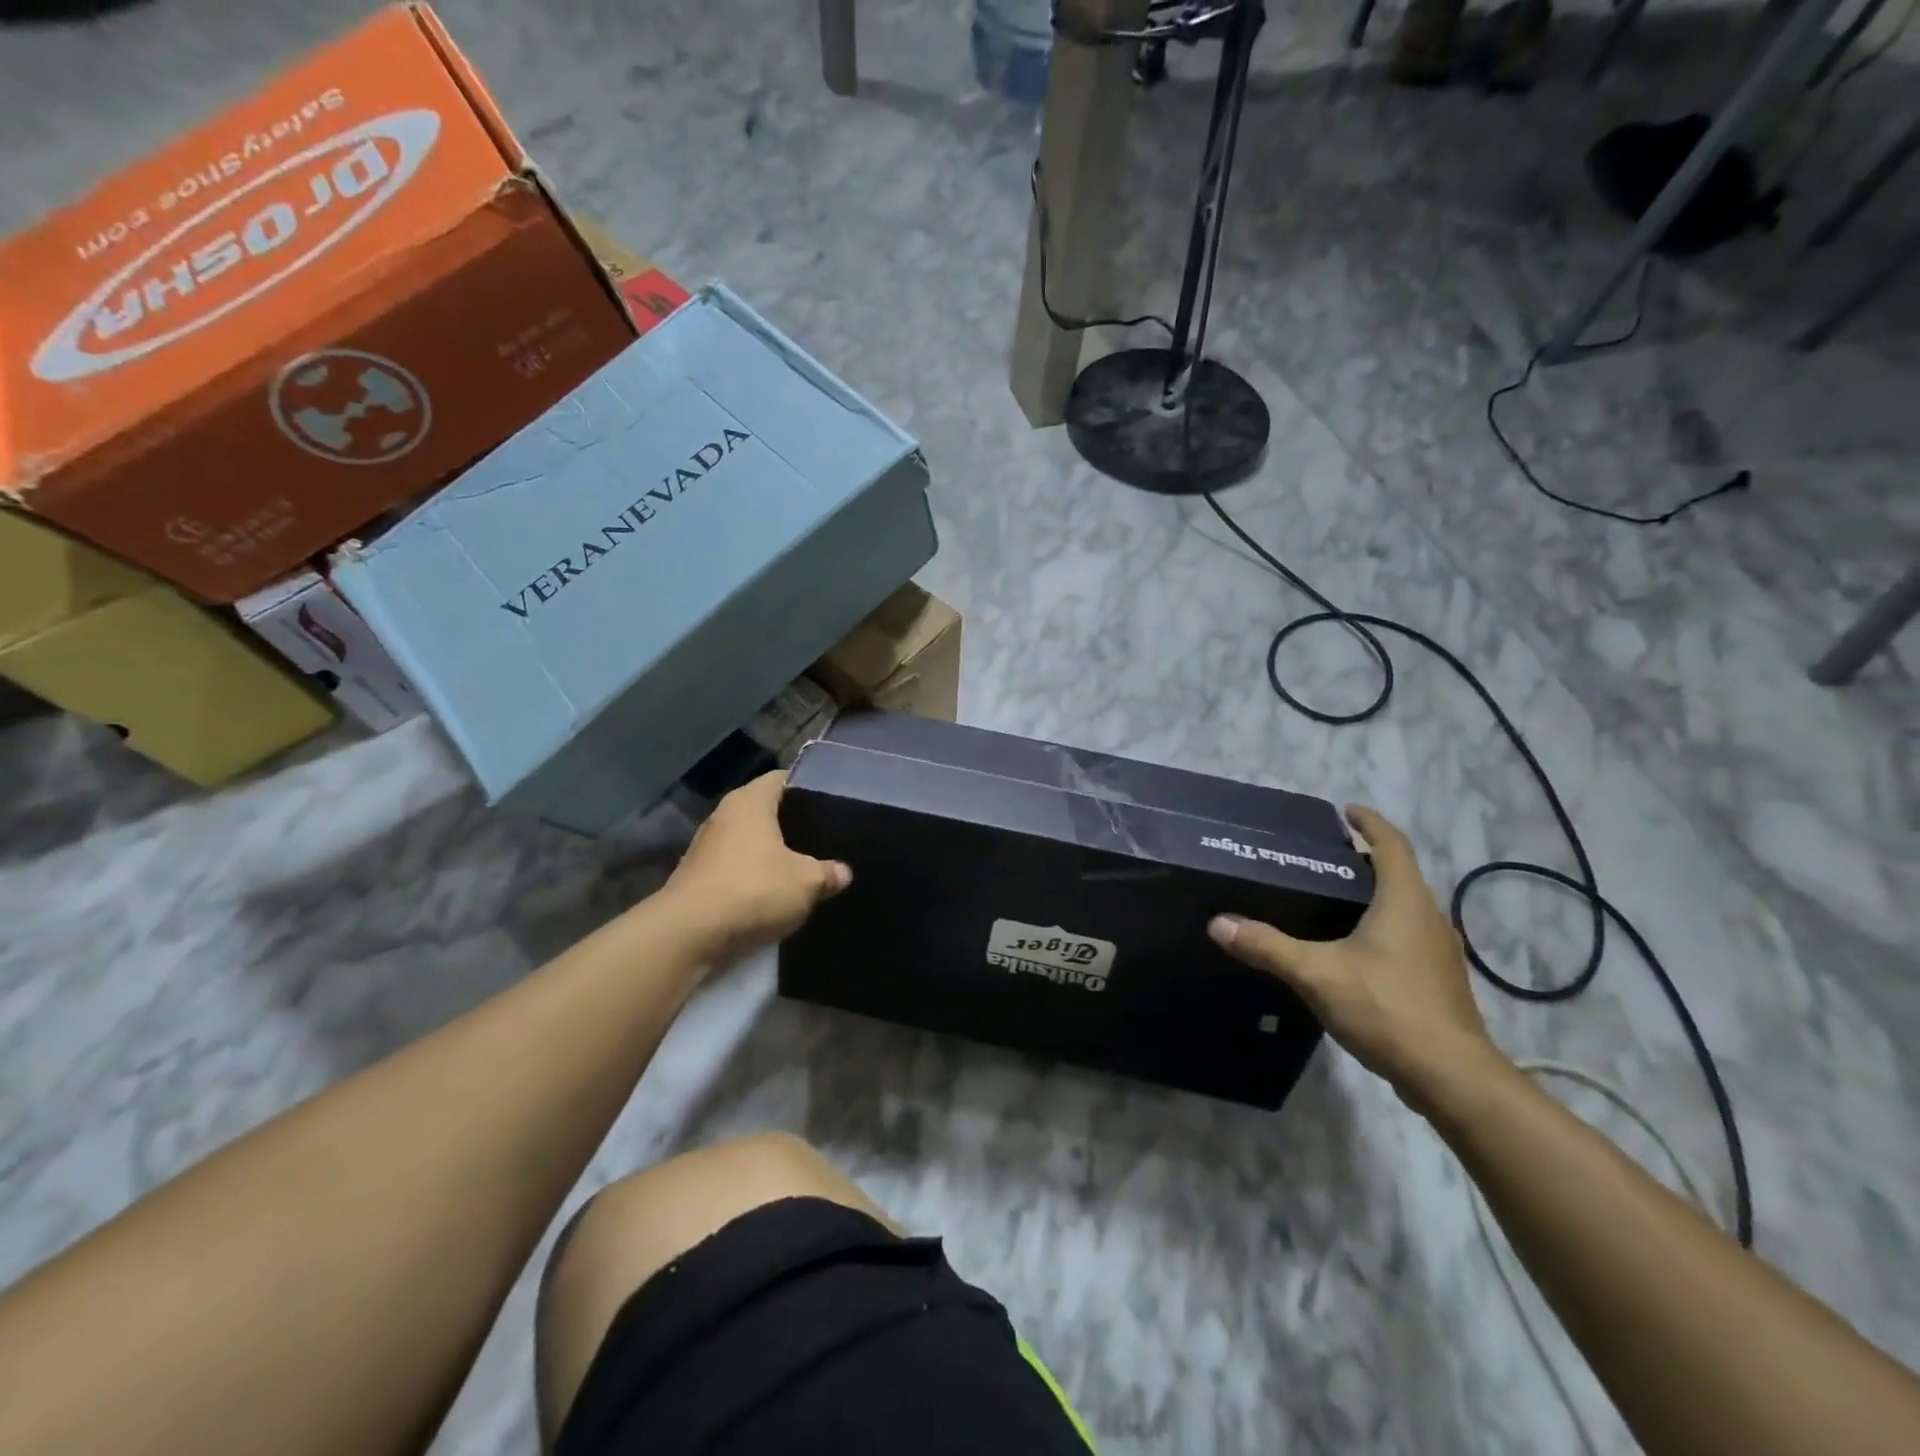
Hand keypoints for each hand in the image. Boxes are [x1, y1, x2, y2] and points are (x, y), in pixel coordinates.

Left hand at [660, 772, 850, 960]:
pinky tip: (774, 893)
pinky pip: (735, 867)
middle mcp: (725, 815)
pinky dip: (753, 876)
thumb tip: (843, 872)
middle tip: (824, 837)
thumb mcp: (806, 882)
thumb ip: (828, 873)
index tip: (831, 803)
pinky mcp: (698, 877)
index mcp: (750, 801)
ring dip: (771, 853)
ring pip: (749, 841)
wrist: (688, 935)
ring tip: (804, 867)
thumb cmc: (752, 890)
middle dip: (792, 823)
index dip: (807, 788)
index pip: (783, 778)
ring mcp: (706, 847)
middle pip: (765, 810)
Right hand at [1208, 805, 1509, 1114]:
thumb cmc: (1388, 1008)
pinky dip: (1382, 927)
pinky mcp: (1438, 981)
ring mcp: (1439, 953)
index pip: (1392, 845)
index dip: (1370, 823)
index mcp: (1405, 901)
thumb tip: (1218, 923)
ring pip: (1405, 908)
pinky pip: (1407, 937)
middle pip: (1398, 875)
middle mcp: (1429, 918)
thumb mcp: (1317, 973)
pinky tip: (1353, 951)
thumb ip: (1267, 946)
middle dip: (1364, 861)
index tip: (1345, 812)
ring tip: (1331, 901)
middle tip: (1321, 860)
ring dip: (1374, 896)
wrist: (1451, 1077)